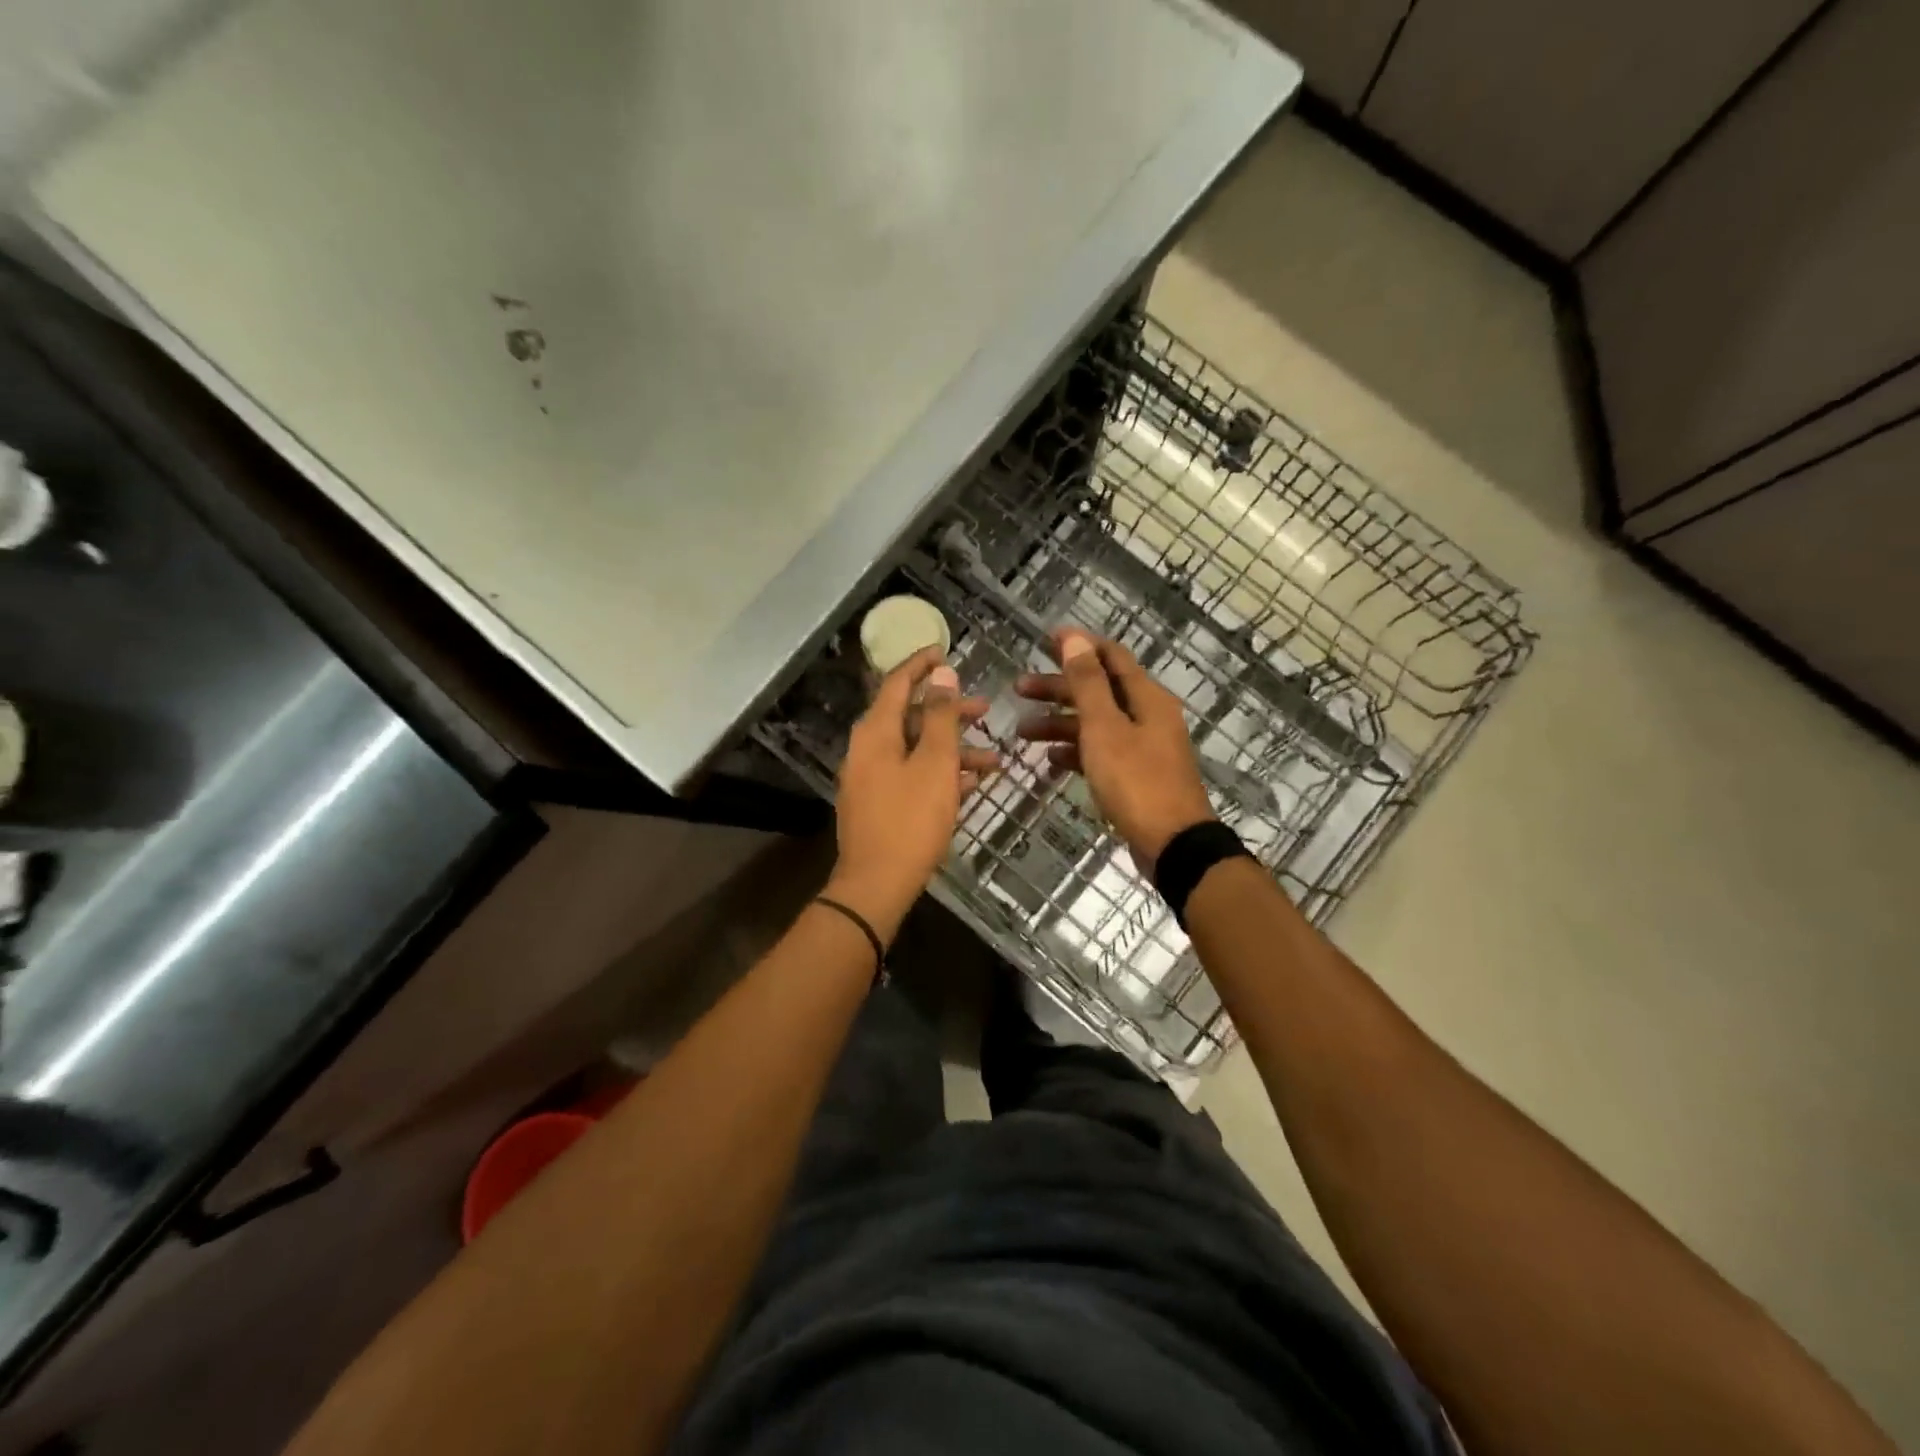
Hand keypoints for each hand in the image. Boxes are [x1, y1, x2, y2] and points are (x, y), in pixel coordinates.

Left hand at [828, 647, 995, 940]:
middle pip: (911, 718)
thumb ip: (940, 716)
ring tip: (994, 760)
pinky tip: (971, 785)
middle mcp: (868, 750)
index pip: (897, 683)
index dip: (922, 665)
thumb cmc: (910, 819)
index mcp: (876, 732)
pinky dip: (940, 774)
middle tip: (984, 710)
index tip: (945, 650)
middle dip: (949, 713)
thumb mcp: (935, 763)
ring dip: (953, 750)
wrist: (877, 885)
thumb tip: (942, 674)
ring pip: (916, 751)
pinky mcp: (879, 805)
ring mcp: (871, 779)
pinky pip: (912, 776)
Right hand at [1016, 629, 1214, 873]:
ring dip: (1060, 723)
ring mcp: (1143, 747)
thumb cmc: (1136, 781)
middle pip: (1099, 690)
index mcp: (1146, 697)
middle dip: (1059, 687)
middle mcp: (1147, 716)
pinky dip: (1076, 750)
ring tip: (1023, 731)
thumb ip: (1088, 683)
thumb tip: (1074, 639)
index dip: (1079, 646)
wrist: (1173, 845)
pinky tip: (1051, 758)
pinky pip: (1101, 752)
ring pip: (1096, 723)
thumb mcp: (1105, 728)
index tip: (1045, 641)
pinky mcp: (1136, 775)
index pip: (1111, 656)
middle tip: (1020, 689)